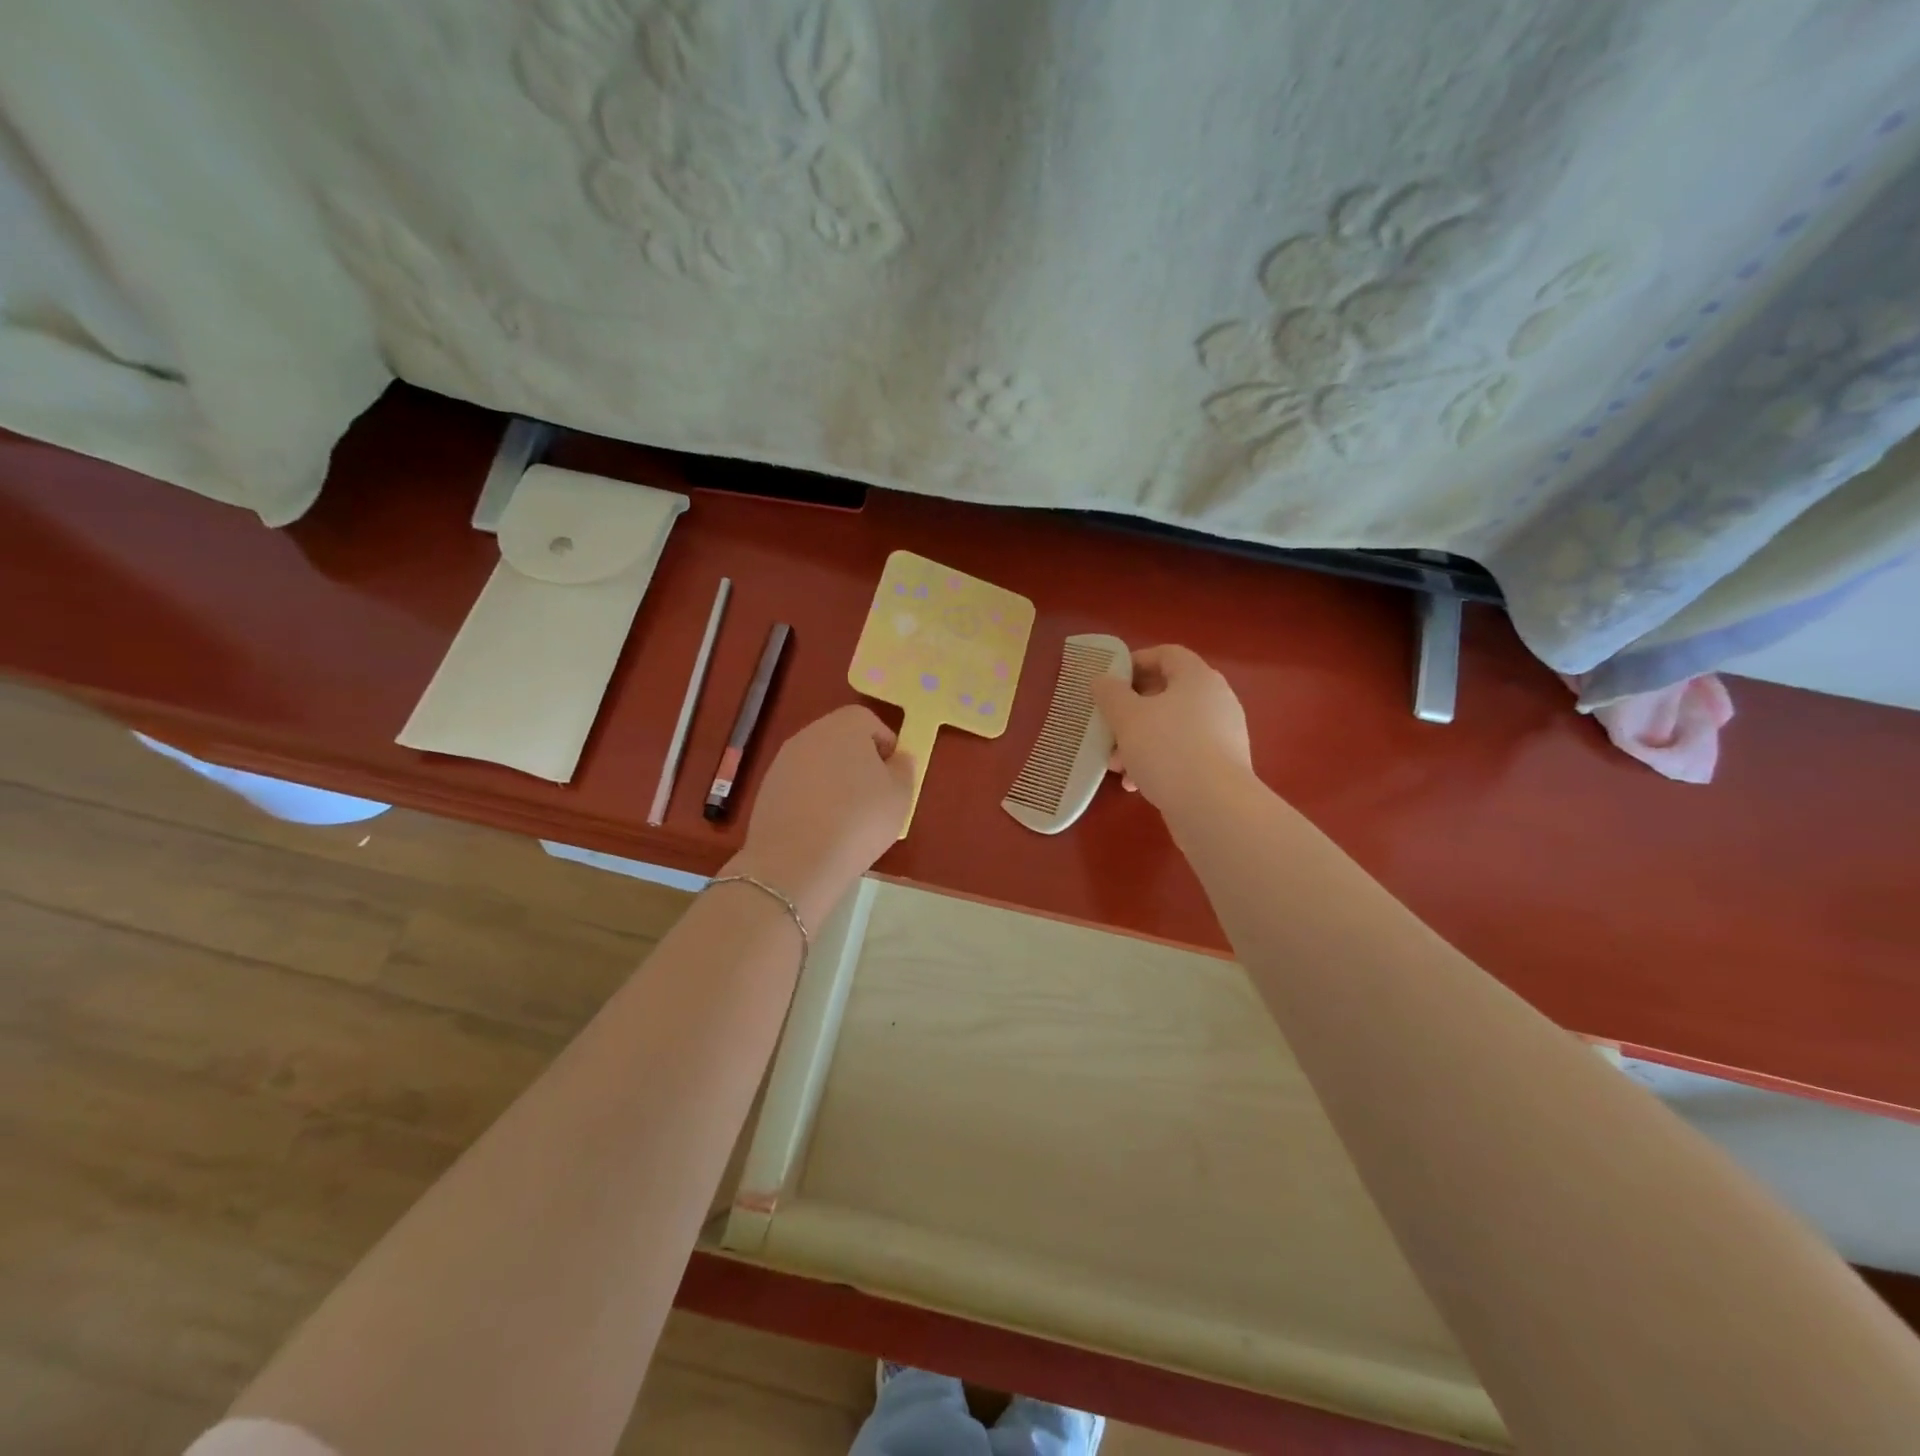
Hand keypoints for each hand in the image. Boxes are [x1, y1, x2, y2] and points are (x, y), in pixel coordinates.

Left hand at [724, 705, 914, 926]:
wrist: (795, 861)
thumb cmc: (859, 820)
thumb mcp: (901, 795)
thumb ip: (903, 769)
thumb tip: (897, 758)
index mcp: (845, 726)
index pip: (869, 721)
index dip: (885, 745)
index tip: (893, 775)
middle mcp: (810, 734)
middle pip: (841, 739)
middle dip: (858, 761)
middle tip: (873, 796)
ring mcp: (783, 761)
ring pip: (818, 762)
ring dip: (834, 780)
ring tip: (847, 817)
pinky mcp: (767, 788)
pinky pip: (799, 785)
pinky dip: (812, 798)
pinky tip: (821, 828)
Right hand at [1090, 645, 1253, 811]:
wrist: (1214, 807)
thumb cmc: (1167, 749)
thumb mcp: (1127, 717)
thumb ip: (1110, 693)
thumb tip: (1103, 680)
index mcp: (1198, 678)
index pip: (1166, 654)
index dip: (1135, 662)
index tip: (1109, 682)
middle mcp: (1216, 700)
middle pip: (1166, 694)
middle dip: (1130, 712)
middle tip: (1107, 729)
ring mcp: (1223, 734)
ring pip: (1171, 728)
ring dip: (1139, 743)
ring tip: (1117, 767)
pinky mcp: (1222, 766)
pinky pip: (1183, 754)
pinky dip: (1158, 762)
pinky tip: (1137, 785)